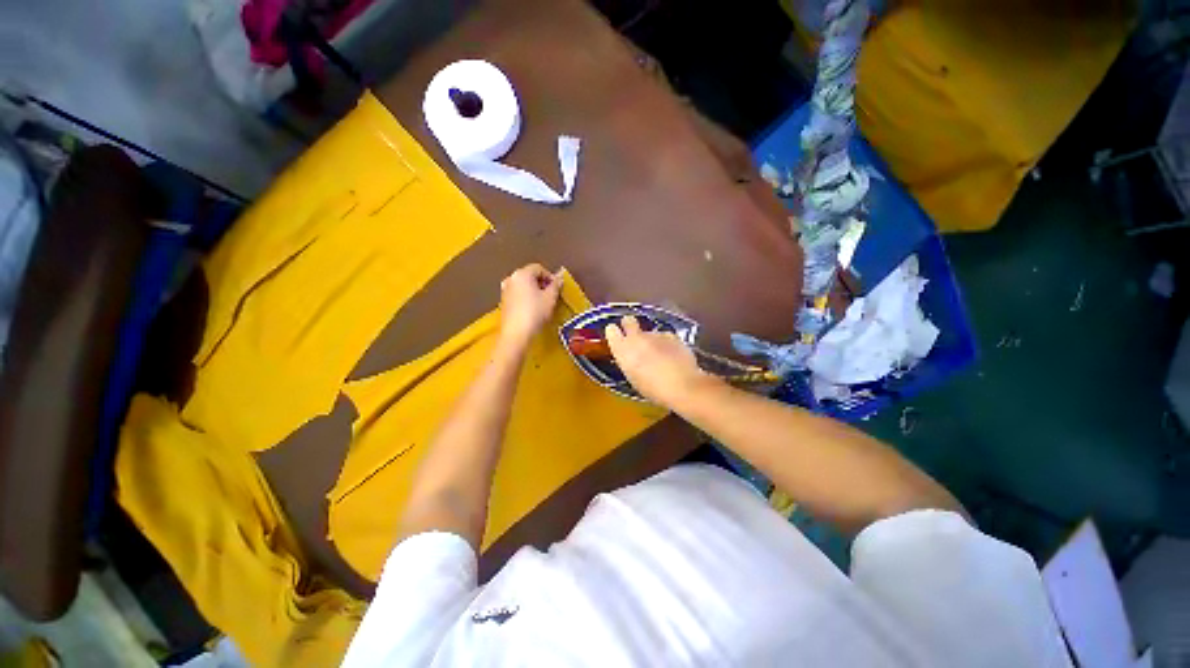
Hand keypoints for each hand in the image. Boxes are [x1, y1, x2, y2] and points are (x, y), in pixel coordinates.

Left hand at [498, 263, 562, 347]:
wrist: (516, 333)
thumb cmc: (535, 312)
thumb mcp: (550, 298)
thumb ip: (556, 285)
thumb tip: (560, 276)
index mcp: (522, 274)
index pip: (539, 268)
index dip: (550, 277)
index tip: (557, 288)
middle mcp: (511, 278)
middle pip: (530, 275)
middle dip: (542, 283)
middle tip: (552, 294)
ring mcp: (505, 290)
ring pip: (523, 285)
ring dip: (534, 290)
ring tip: (543, 302)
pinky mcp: (503, 301)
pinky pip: (518, 294)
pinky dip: (526, 297)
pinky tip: (533, 308)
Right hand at [604, 316, 716, 406]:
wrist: (682, 386)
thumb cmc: (653, 389)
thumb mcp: (633, 377)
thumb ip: (629, 361)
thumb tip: (631, 355)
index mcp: (623, 349)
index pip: (611, 330)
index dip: (614, 332)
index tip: (617, 337)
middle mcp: (636, 337)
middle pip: (628, 321)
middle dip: (630, 325)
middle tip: (634, 337)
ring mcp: (655, 334)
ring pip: (648, 331)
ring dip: (651, 339)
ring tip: (659, 355)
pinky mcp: (672, 335)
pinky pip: (664, 336)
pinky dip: (666, 342)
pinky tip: (672, 354)